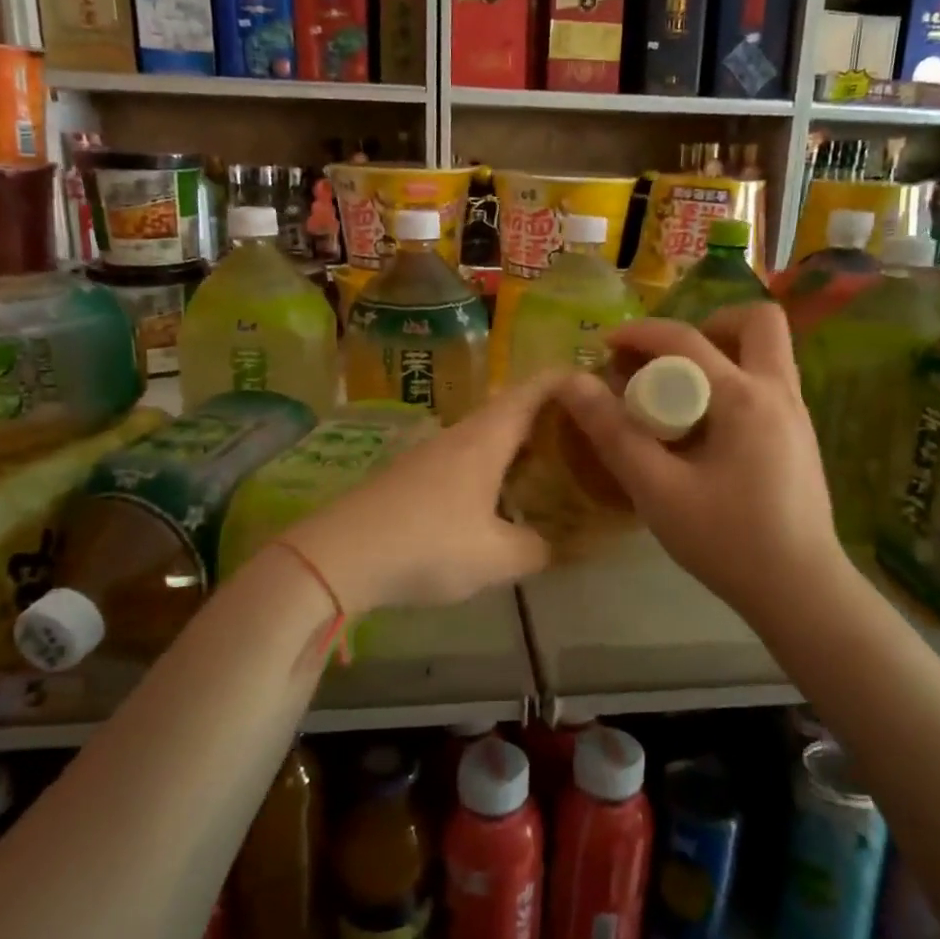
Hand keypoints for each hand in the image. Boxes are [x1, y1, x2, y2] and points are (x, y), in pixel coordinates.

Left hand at [286, 374, 568, 611]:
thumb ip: (538, 549)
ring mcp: (431, 453)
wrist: (338, 556)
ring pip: (487, 435)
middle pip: (513, 409)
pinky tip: (500, 497)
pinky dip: (493, 466)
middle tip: (588, 437)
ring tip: (552, 467)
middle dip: (551, 417)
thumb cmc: (428, 545)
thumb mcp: (496, 557)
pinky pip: (466, 457)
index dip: (568, 381)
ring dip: (520, 444)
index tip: (601, 387)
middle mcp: (460, 434)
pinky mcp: (412, 475)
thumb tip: (562, 545)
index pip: (535, 389)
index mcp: (487, 437)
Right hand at [556, 304, 844, 617]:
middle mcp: (780, 393)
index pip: (688, 341)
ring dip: (722, 355)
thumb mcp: (658, 491)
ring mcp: (798, 415)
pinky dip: (733, 384)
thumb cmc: (728, 541)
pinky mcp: (800, 438)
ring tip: (680, 395)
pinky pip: (768, 384)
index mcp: (746, 399)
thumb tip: (572, 384)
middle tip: (670, 361)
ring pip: (768, 352)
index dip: (641, 333)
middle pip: (759, 322)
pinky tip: (705, 432)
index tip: (606, 345)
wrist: (801, 592)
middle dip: (708, 326)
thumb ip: (614, 434)